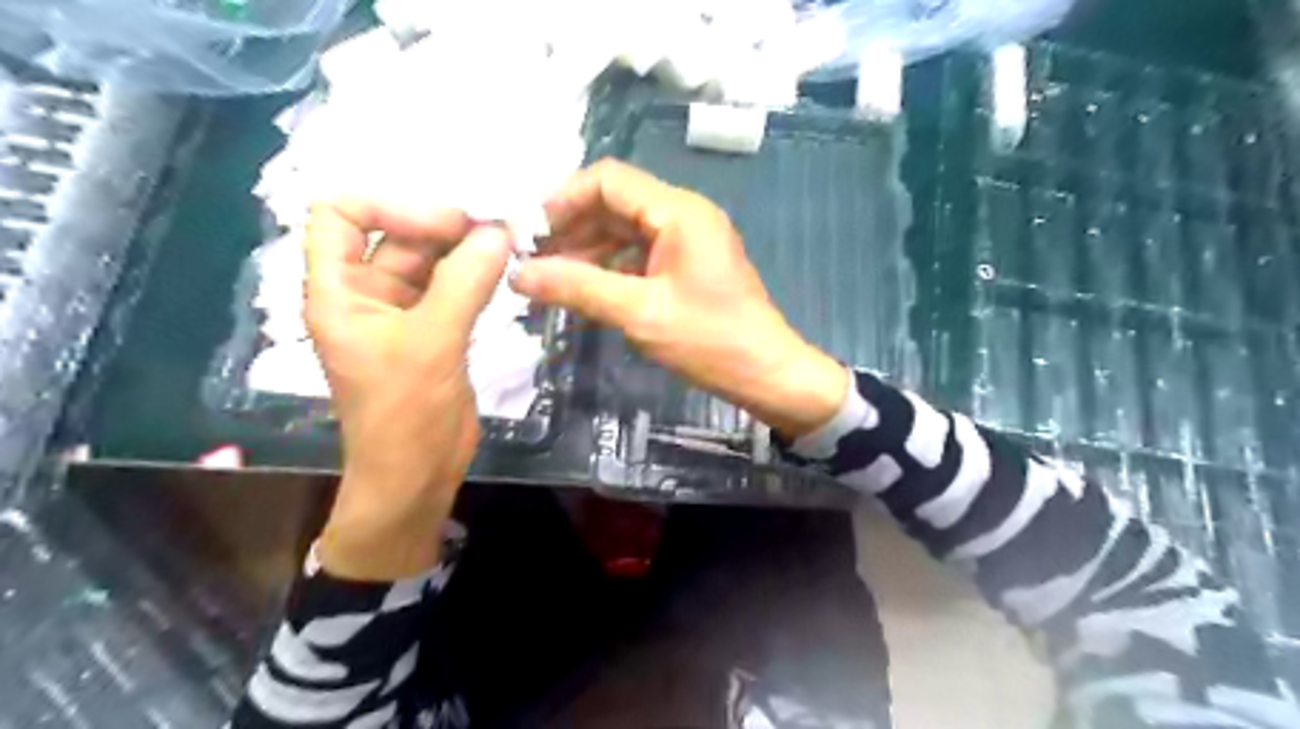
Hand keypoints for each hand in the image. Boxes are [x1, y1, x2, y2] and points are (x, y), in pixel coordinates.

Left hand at [301, 199, 509, 579]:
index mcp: (339, 290)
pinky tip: (506, 270)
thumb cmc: (405, 413)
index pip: (340, 215)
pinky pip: (453, 287)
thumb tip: (500, 232)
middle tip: (498, 226)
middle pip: (397, 234)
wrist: (417, 474)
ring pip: (431, 260)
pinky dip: (477, 274)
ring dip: (466, 249)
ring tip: (510, 242)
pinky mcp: (434, 330)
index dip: (389, 206)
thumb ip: (465, 283)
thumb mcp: (431, 343)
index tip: (447, 224)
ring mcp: (403, 312)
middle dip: (444, 225)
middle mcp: (367, 293)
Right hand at [512, 159, 847, 437]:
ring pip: (625, 231)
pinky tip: (585, 290)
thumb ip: (578, 288)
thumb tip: (518, 274)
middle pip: (615, 203)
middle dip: (572, 228)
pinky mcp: (689, 266)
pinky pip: (640, 254)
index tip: (529, 232)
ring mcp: (689, 240)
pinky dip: (611, 268)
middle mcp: (684, 215)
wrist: (766, 374)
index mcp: (678, 211)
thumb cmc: (709, 340)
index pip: (608, 179)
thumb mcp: (639, 313)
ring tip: (550, 280)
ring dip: (588, 250)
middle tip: (532, 260)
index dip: (563, 199)